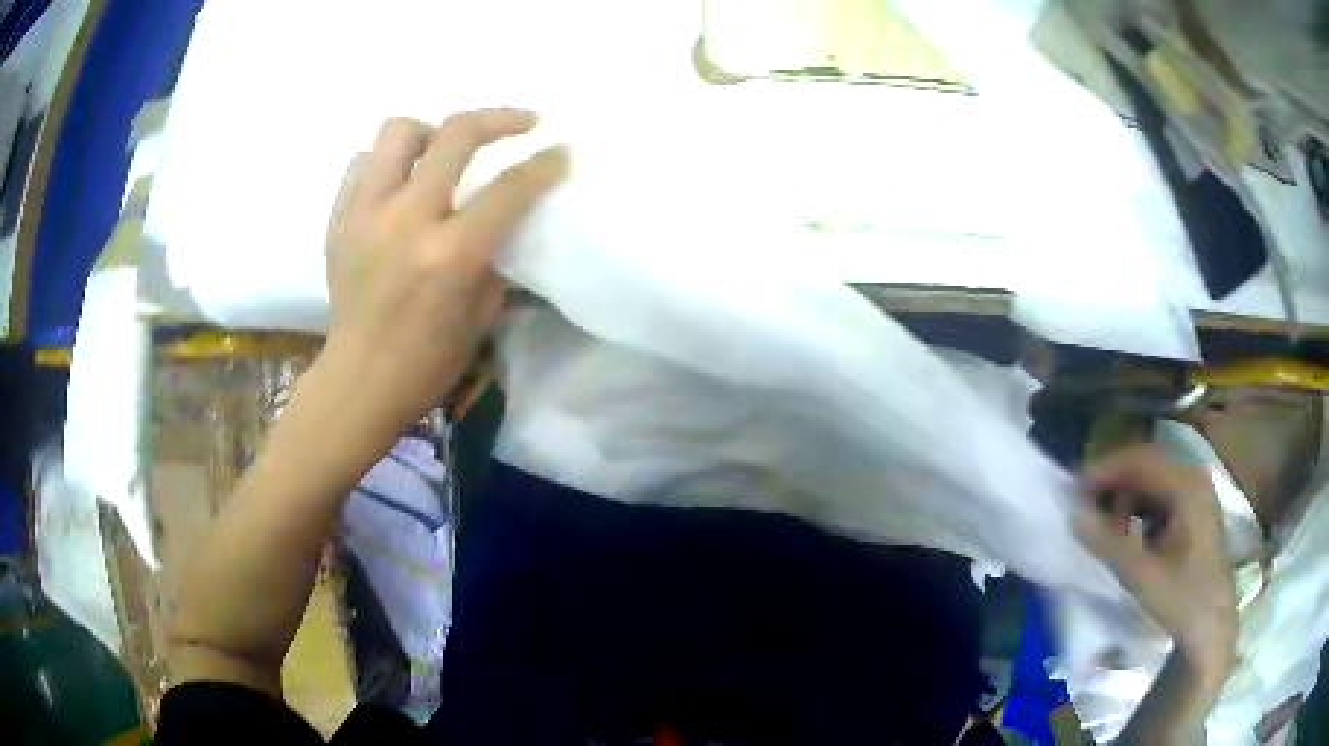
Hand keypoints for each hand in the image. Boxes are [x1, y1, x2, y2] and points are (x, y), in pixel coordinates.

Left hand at [323, 109, 567, 431]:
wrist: (358, 381)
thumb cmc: (427, 362)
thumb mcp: (480, 315)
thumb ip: (494, 256)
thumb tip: (502, 219)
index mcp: (449, 254)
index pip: (508, 188)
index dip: (544, 164)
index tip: (560, 151)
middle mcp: (405, 220)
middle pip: (455, 134)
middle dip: (499, 119)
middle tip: (521, 123)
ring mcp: (364, 215)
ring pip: (398, 131)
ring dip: (431, 134)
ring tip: (442, 154)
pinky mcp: (338, 220)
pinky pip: (362, 164)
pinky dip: (387, 164)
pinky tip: (399, 185)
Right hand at [1076, 445, 1237, 691]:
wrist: (1212, 631)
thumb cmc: (1182, 601)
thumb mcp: (1142, 575)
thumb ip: (1107, 542)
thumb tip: (1071, 513)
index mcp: (1188, 485)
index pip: (1140, 460)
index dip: (1104, 470)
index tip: (1072, 490)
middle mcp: (1194, 479)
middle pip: (1146, 467)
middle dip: (1113, 486)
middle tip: (1083, 511)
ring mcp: (1197, 495)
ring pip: (1152, 484)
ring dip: (1125, 502)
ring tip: (1105, 532)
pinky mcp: (1195, 514)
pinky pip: (1160, 500)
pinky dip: (1138, 514)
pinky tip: (1129, 539)